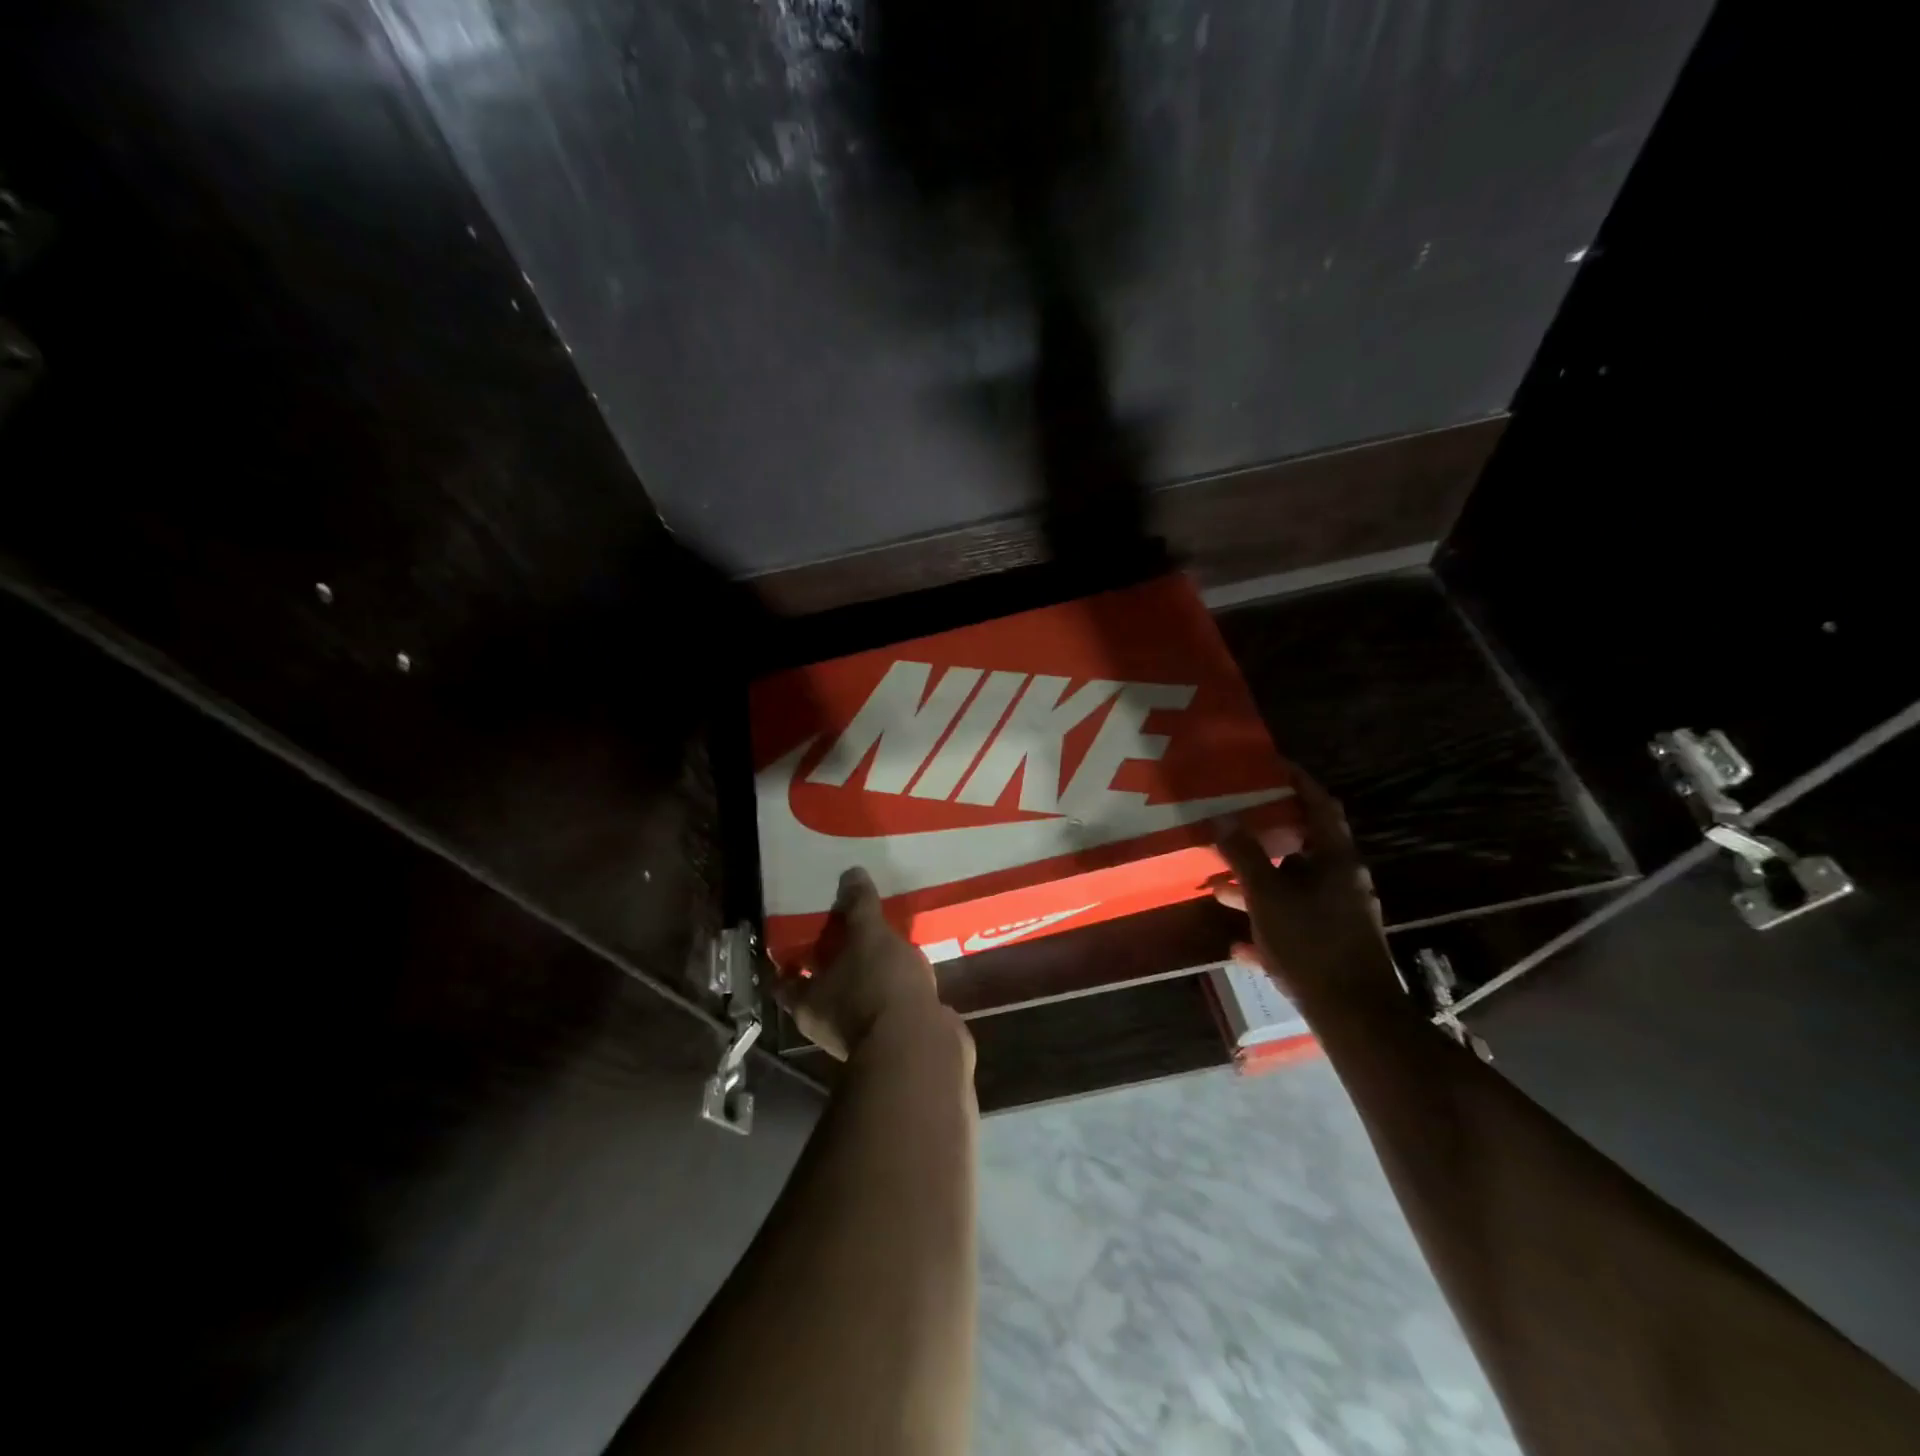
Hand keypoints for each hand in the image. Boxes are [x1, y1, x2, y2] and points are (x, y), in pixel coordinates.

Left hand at [773, 867, 953, 1061]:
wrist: (921, 1046)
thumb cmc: (879, 987)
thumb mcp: (868, 936)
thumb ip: (859, 906)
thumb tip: (850, 874)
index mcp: (809, 1003)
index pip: (786, 980)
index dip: (790, 958)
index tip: (800, 931)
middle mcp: (829, 1022)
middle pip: (824, 985)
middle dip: (835, 959)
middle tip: (848, 925)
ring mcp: (864, 1032)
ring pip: (859, 994)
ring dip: (868, 972)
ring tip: (883, 939)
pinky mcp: (897, 1037)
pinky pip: (890, 1003)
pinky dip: (895, 986)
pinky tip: (910, 963)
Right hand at [1213, 772, 1400, 1008]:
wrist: (1354, 1016)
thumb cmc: (1311, 942)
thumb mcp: (1267, 894)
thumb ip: (1244, 855)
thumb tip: (1225, 818)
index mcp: (1335, 860)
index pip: (1320, 806)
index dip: (1299, 782)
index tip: (1273, 766)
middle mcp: (1343, 882)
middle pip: (1301, 849)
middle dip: (1262, 842)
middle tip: (1231, 829)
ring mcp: (1341, 916)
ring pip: (1293, 890)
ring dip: (1257, 887)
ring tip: (1217, 888)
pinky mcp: (1334, 948)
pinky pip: (1295, 927)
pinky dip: (1267, 928)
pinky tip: (1239, 945)